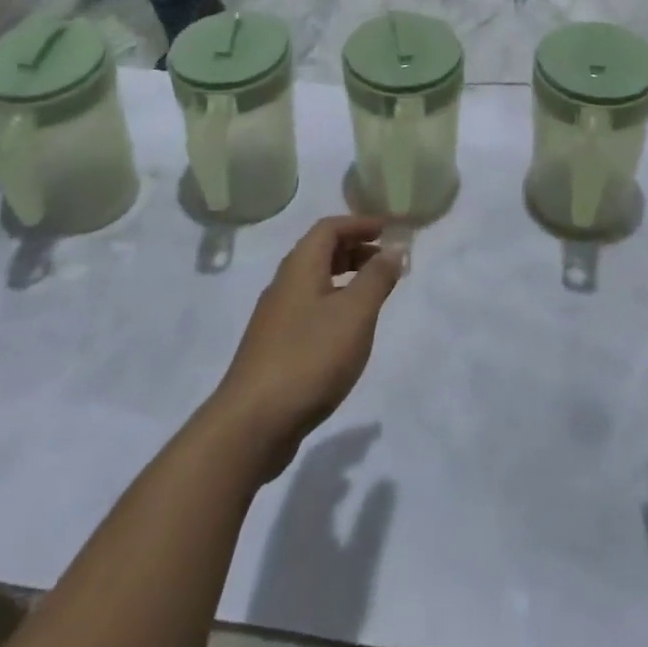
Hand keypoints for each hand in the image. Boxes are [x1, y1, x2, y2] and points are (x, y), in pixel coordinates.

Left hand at [206, 217, 403, 480]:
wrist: (253, 422)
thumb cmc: (309, 357)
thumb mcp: (354, 313)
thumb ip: (377, 278)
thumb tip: (395, 248)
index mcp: (300, 266)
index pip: (329, 228)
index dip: (360, 223)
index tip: (389, 229)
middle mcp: (284, 284)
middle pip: (320, 252)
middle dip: (355, 249)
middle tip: (386, 261)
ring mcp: (276, 317)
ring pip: (315, 282)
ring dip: (346, 278)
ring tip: (375, 294)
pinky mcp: (276, 347)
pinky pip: (310, 309)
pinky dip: (335, 305)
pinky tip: (348, 332)